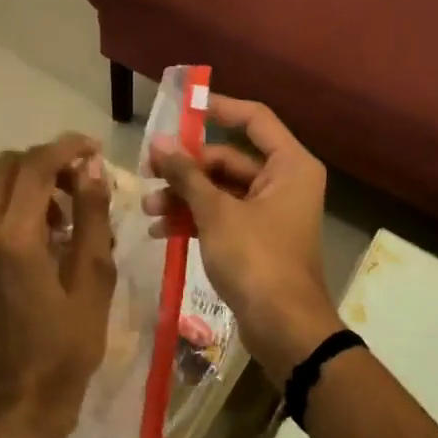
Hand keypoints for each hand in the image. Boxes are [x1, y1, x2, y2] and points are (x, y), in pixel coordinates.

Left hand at [0, 134, 116, 437]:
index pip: (35, 167)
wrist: (21, 401)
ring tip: (69, 212)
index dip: (66, 148)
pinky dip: (16, 209)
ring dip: (30, 185)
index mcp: (14, 239)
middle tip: (81, 179)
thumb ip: (92, 217)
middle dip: (44, 161)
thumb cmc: (68, 346)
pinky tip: (47, 239)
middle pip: (5, 168)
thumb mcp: (94, 279)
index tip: (95, 149)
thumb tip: (92, 169)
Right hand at [147, 95, 342, 384]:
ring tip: (148, 207)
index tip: (181, 108)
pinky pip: (222, 217)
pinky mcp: (256, 240)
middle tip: (147, 170)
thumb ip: (187, 175)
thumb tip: (161, 142)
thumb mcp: (216, 213)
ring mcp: (270, 213)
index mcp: (290, 165)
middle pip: (229, 159)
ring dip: (184, 197)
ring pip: (221, 191)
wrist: (284, 329)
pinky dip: (194, 220)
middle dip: (187, 168)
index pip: (254, 119)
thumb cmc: (257, 260)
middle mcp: (284, 182)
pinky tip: (159, 231)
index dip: (218, 108)